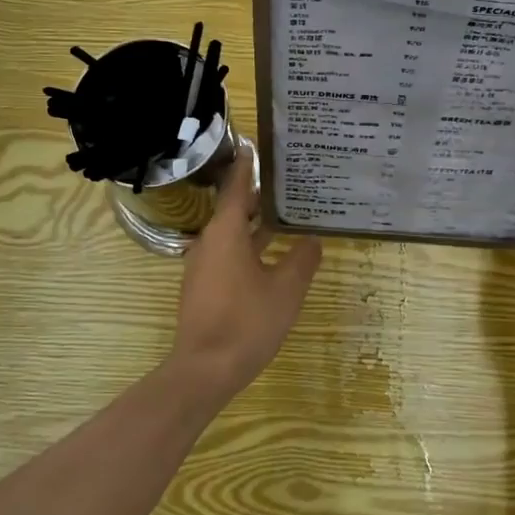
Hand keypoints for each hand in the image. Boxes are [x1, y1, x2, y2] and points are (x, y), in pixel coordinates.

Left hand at [168, 143, 322, 401]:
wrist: (205, 369)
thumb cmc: (247, 322)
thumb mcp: (286, 289)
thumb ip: (302, 259)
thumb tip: (312, 240)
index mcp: (225, 233)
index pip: (236, 186)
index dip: (246, 165)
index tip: (254, 145)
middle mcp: (209, 242)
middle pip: (232, 209)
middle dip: (256, 195)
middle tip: (284, 181)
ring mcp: (202, 266)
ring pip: (230, 234)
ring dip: (253, 223)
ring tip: (283, 215)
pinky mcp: (203, 287)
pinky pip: (226, 254)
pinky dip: (247, 246)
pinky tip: (269, 255)